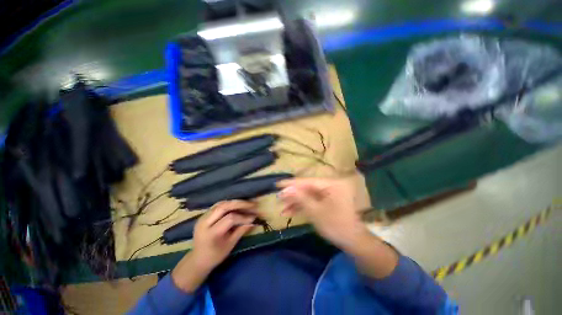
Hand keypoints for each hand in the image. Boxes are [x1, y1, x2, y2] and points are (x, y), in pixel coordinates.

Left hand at [172, 200, 256, 291]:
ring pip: (221, 203)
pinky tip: (237, 205)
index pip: (230, 219)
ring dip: (235, 202)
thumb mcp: (230, 245)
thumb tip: (253, 221)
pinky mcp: (204, 215)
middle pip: (224, 206)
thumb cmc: (215, 255)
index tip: (254, 217)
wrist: (198, 259)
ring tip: (246, 204)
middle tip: (252, 205)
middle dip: (240, 204)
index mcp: (211, 233)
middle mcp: (205, 222)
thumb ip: (241, 231)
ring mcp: (203, 217)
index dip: (243, 217)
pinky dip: (229, 204)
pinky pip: (218, 205)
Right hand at [278, 178, 397, 278]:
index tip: (277, 184)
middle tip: (278, 199)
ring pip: (308, 195)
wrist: (353, 242)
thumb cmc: (336, 226)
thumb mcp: (316, 212)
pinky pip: (312, 201)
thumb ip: (300, 198)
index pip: (307, 181)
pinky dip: (303, 206)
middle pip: (307, 188)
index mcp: (331, 184)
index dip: (291, 183)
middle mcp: (330, 185)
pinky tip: (291, 212)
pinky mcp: (327, 201)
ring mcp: (329, 193)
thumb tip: (285, 190)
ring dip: (296, 202)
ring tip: (282, 209)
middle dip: (292, 195)